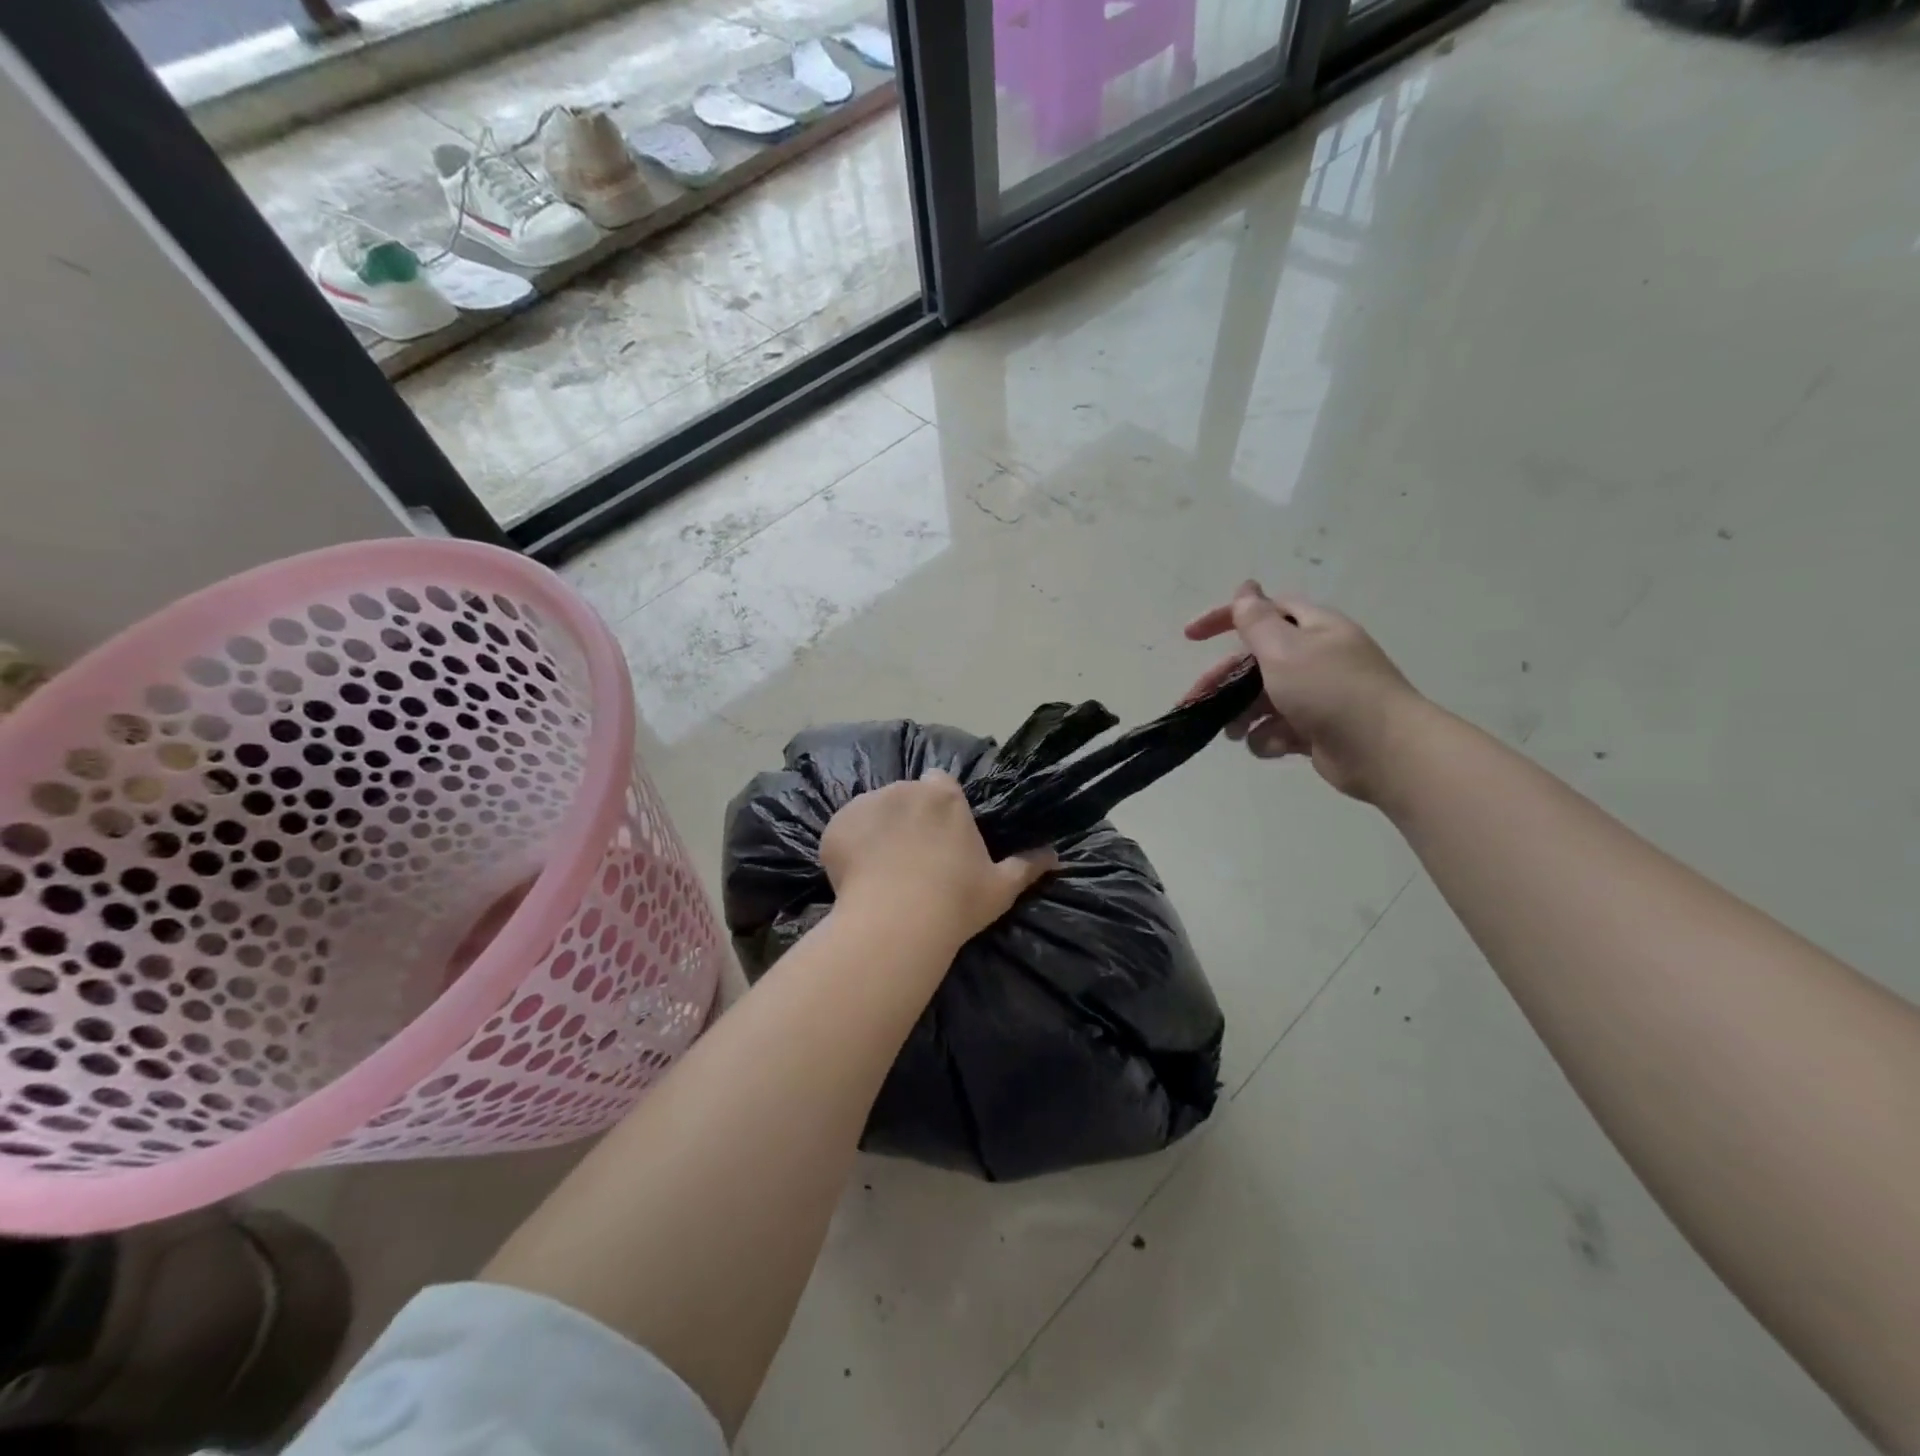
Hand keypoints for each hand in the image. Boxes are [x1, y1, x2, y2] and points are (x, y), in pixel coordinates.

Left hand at [820, 772, 1057, 948]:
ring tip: (881, 871)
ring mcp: (866, 805)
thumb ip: (1028, 866)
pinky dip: (848, 846)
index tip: (941, 834)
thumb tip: (1056, 856)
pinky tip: (857, 877)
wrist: (896, 924)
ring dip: (877, 830)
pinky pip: (844, 830)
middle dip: (908, 818)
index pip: (941, 784)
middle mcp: (905, 790)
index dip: (940, 806)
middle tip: (912, 858)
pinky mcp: (836, 826)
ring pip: (873, 811)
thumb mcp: (1000, 887)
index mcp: (944, 797)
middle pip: (906, 796)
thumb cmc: (954, 902)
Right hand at [1184, 581, 1429, 802]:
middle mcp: (1316, 658)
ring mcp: (1317, 696)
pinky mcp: (1317, 730)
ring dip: (1242, 714)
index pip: (1264, 612)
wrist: (1384, 750)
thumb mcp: (1285, 649)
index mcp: (1314, 629)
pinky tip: (1270, 746)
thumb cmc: (1330, 691)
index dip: (1226, 618)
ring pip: (1263, 699)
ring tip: (1232, 732)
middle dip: (1223, 681)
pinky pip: (1279, 728)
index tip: (1190, 637)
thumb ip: (1256, 621)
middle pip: (1256, 662)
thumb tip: (1245, 588)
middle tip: (1194, 700)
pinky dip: (1269, 737)